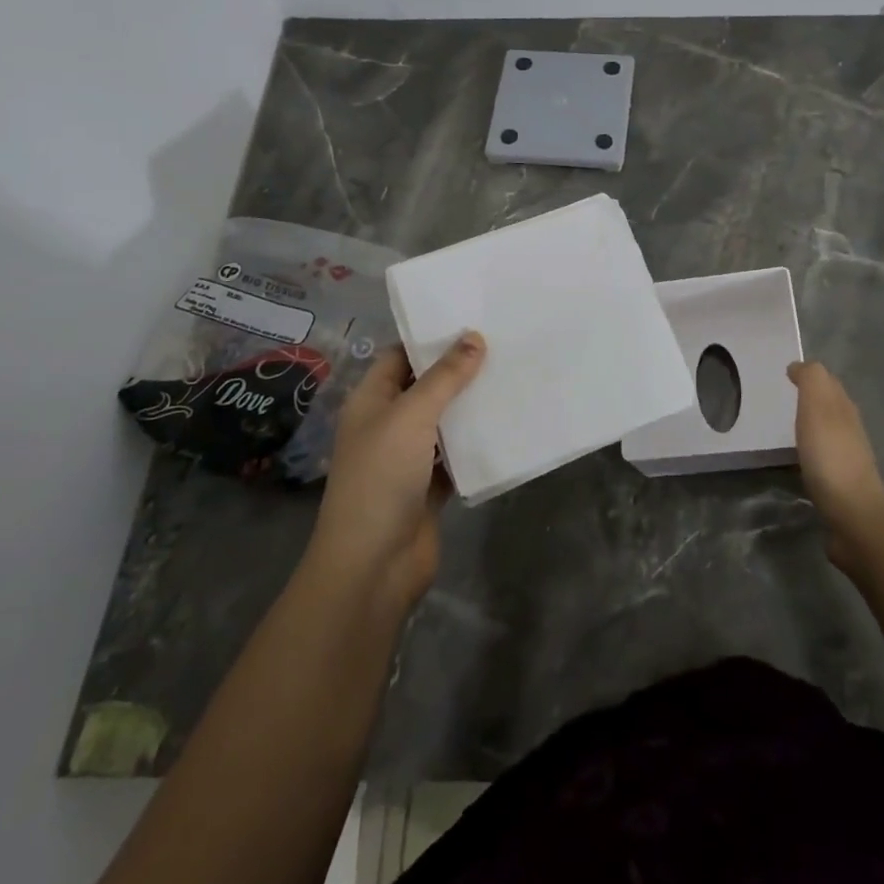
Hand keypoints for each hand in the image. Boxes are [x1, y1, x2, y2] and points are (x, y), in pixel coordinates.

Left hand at [312, 333, 484, 607]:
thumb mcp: (412, 416)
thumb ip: (444, 377)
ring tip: (512, 375)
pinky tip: (508, 423)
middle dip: (459, 369)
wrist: (374, 565)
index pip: (400, 355)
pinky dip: (476, 442)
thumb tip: (474, 336)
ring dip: (471, 405)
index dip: (430, 337)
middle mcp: (388, 424)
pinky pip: (456, 455)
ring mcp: (408, 457)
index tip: (471, 318)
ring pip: (444, 421)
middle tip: (503, 343)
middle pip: (426, 386)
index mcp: (371, 401)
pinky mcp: (430, 486)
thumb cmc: (381, 478)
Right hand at [788, 360, 883, 571]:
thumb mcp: (817, 409)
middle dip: (812, 396)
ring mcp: (848, 458)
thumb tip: (800, 365)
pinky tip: (800, 458)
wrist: (854, 517)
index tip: (785, 374)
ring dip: (813, 423)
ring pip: (829, 430)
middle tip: (785, 394)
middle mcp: (850, 429)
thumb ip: (811, 381)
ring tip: (788, 424)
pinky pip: (824, 456)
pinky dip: (812, 449)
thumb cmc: (831, 458)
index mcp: (844, 408)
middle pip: (831, 405)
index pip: (828, 382)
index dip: (808, 375)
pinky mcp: (841, 484)